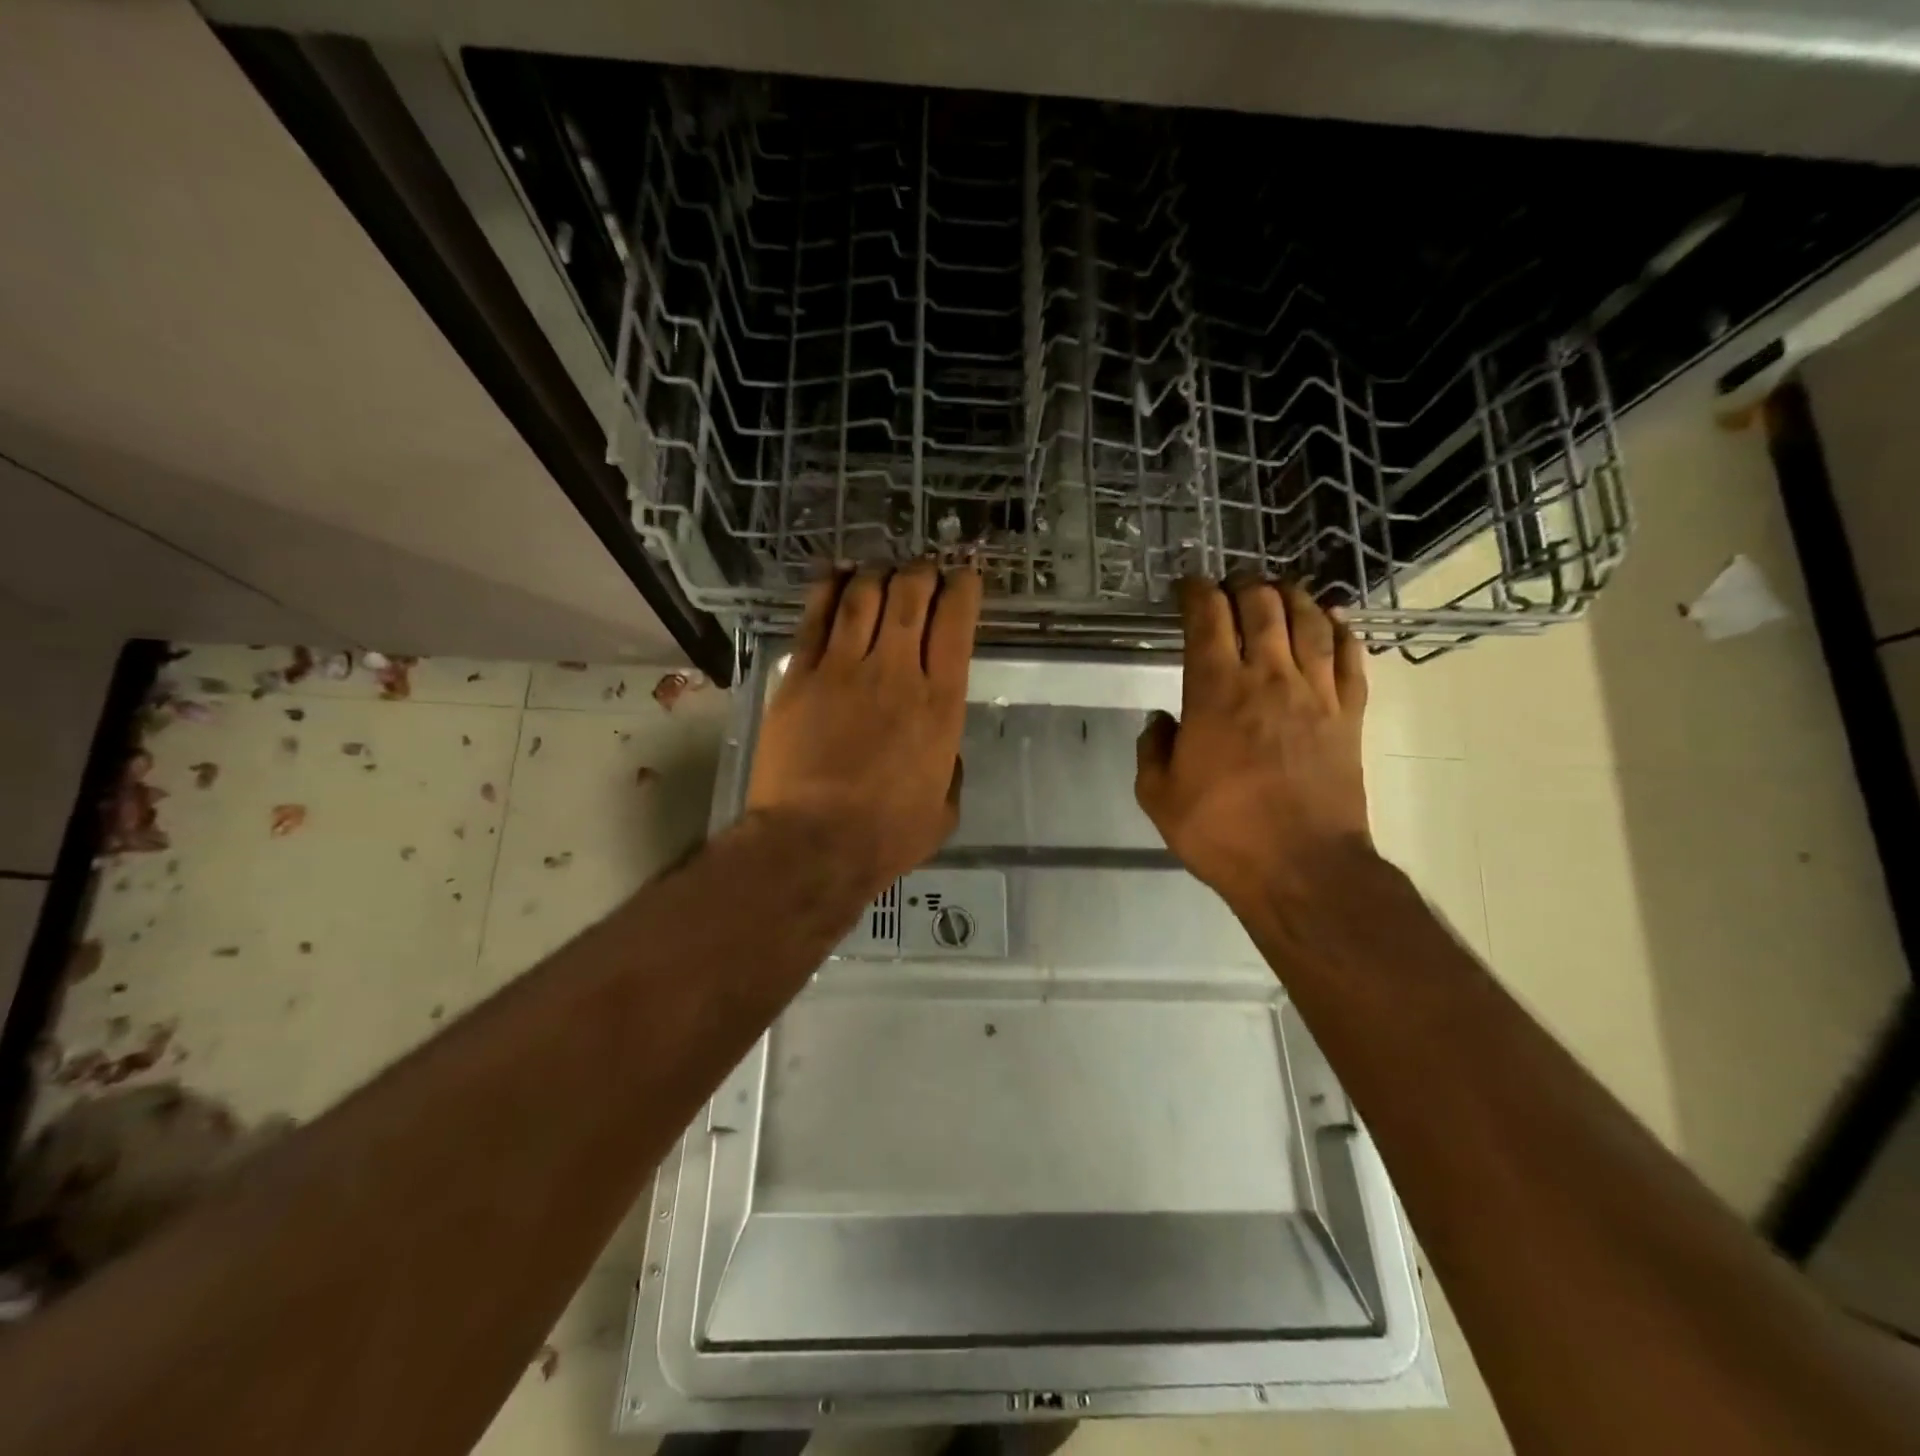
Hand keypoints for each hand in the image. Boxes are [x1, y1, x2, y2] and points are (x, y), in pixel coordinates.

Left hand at [746, 561, 981, 895]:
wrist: (813, 842)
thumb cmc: (886, 835)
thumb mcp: (944, 808)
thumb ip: (950, 770)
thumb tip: (944, 751)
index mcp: (940, 703)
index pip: (955, 624)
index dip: (962, 589)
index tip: (963, 578)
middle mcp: (896, 673)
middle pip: (910, 596)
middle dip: (921, 572)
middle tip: (922, 571)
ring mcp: (843, 669)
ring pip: (863, 597)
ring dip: (877, 574)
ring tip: (881, 570)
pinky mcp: (799, 676)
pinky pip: (816, 618)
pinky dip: (829, 589)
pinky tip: (836, 575)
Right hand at [1135, 578, 1370, 912]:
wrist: (1301, 867)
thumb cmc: (1221, 831)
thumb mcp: (1158, 796)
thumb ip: (1152, 748)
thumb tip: (1161, 720)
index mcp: (1215, 691)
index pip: (1207, 618)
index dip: (1196, 592)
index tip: (1187, 586)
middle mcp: (1267, 677)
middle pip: (1261, 606)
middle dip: (1242, 585)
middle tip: (1230, 585)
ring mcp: (1315, 693)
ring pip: (1308, 621)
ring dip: (1291, 596)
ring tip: (1278, 589)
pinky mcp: (1349, 714)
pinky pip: (1350, 656)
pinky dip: (1340, 629)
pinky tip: (1332, 618)